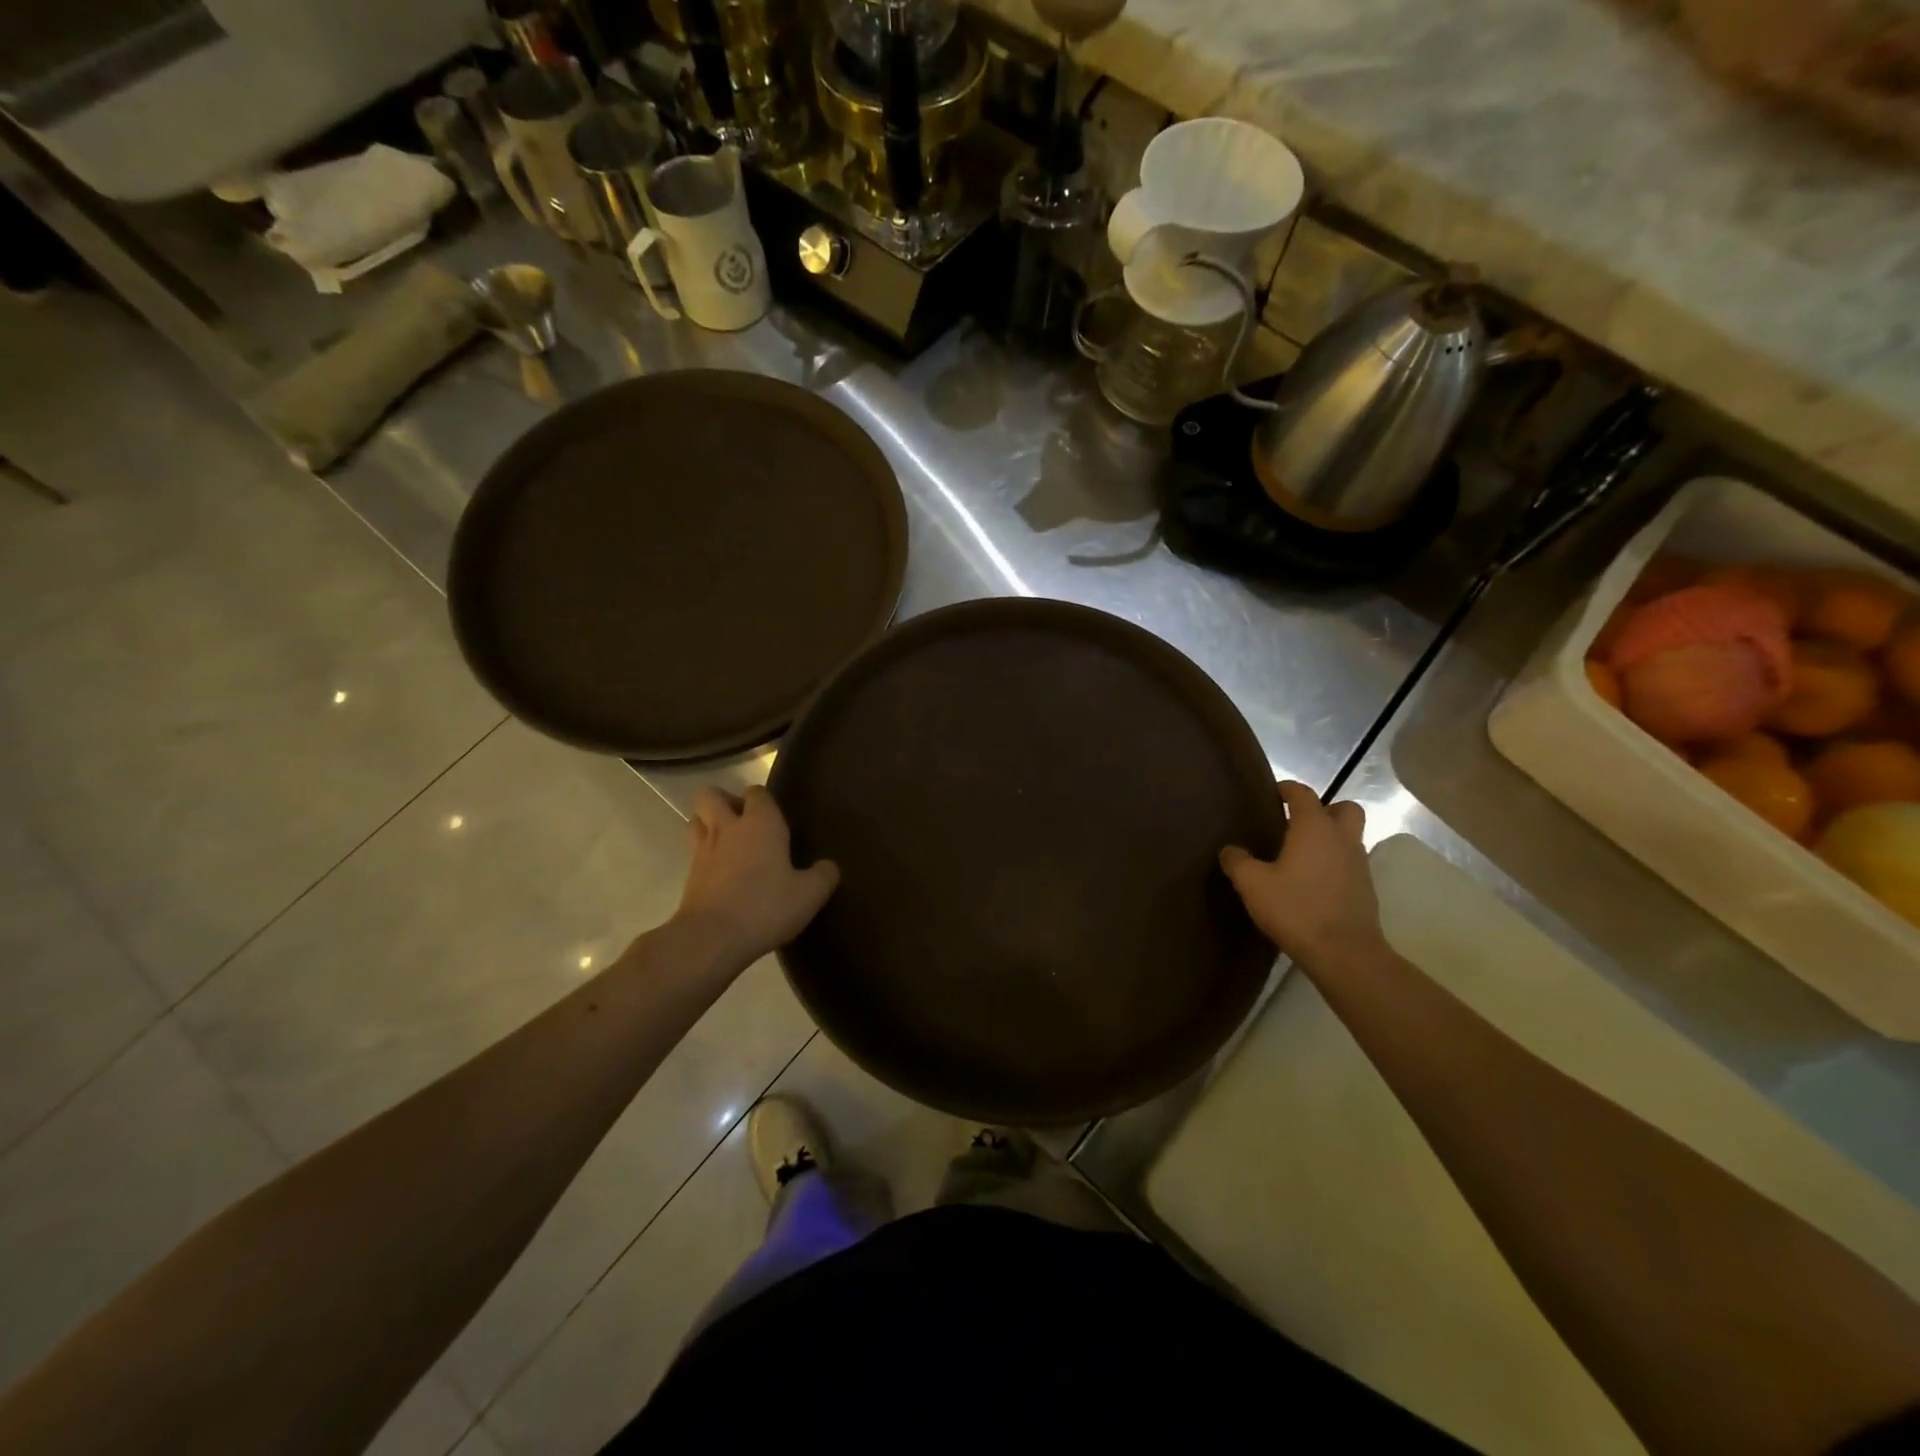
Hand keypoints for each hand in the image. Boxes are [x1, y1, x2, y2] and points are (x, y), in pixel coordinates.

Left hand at [675, 786, 839, 966]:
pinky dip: (705, 856)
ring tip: (730, 844)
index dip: (764, 800)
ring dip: (709, 824)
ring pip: (696, 820)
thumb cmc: (765, 907)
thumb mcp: (809, 895)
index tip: (777, 819)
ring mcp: (702, 851)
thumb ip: (823, 876)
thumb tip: (828, 866)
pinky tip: (723, 875)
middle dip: (725, 801)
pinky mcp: (688, 876)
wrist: (711, 939)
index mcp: (760, 823)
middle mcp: (727, 828)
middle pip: (711, 795)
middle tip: (745, 823)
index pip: (757, 792)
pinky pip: (693, 852)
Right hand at [1219, 781, 1386, 970]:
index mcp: (1314, 828)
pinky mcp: (1366, 889)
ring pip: (1349, 837)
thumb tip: (1229, 849)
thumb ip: (1238, 862)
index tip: (1272, 793)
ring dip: (1330, 838)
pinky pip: (1350, 863)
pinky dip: (1334, 863)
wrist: (1344, 954)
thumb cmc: (1296, 909)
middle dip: (1324, 809)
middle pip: (1344, 808)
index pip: (1303, 794)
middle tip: (1297, 823)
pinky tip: (1312, 882)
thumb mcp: (1253, 884)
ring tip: (1301, 855)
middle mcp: (1342, 839)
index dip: (1287, 789)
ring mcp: (1359, 864)